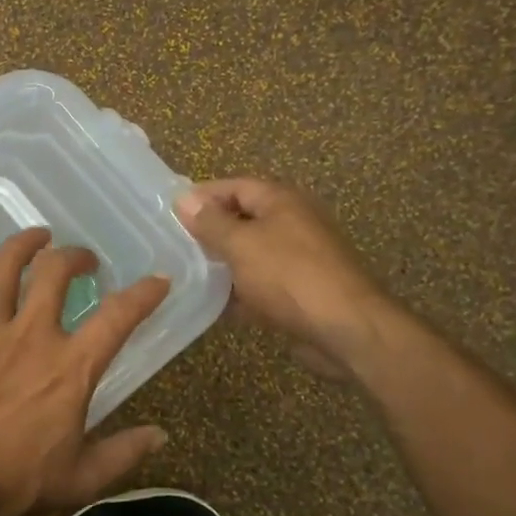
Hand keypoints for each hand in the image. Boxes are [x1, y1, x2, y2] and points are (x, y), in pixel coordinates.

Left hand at [0, 227, 170, 515]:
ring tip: (37, 235)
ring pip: (6, 268)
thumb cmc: (14, 482)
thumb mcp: (81, 478)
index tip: (157, 280)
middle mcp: (32, 334)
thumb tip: (161, 435)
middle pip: (56, 273)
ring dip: (24, 244)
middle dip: (74, 257)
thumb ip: (124, 453)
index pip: (118, 317)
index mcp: (71, 366)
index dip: (143, 294)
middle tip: (81, 260)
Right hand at [174, 178, 392, 379]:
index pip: (235, 186)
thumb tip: (183, 199)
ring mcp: (299, 258)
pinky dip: (239, 290)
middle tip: (173, 244)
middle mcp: (293, 223)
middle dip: (210, 231)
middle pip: (243, 219)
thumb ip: (211, 223)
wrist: (345, 328)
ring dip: (222, 263)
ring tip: (184, 273)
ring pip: (251, 254)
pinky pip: (261, 283)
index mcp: (282, 202)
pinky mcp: (300, 291)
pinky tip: (213, 303)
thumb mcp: (241, 244)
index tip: (170, 211)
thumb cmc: (289, 276)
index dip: (203, 196)